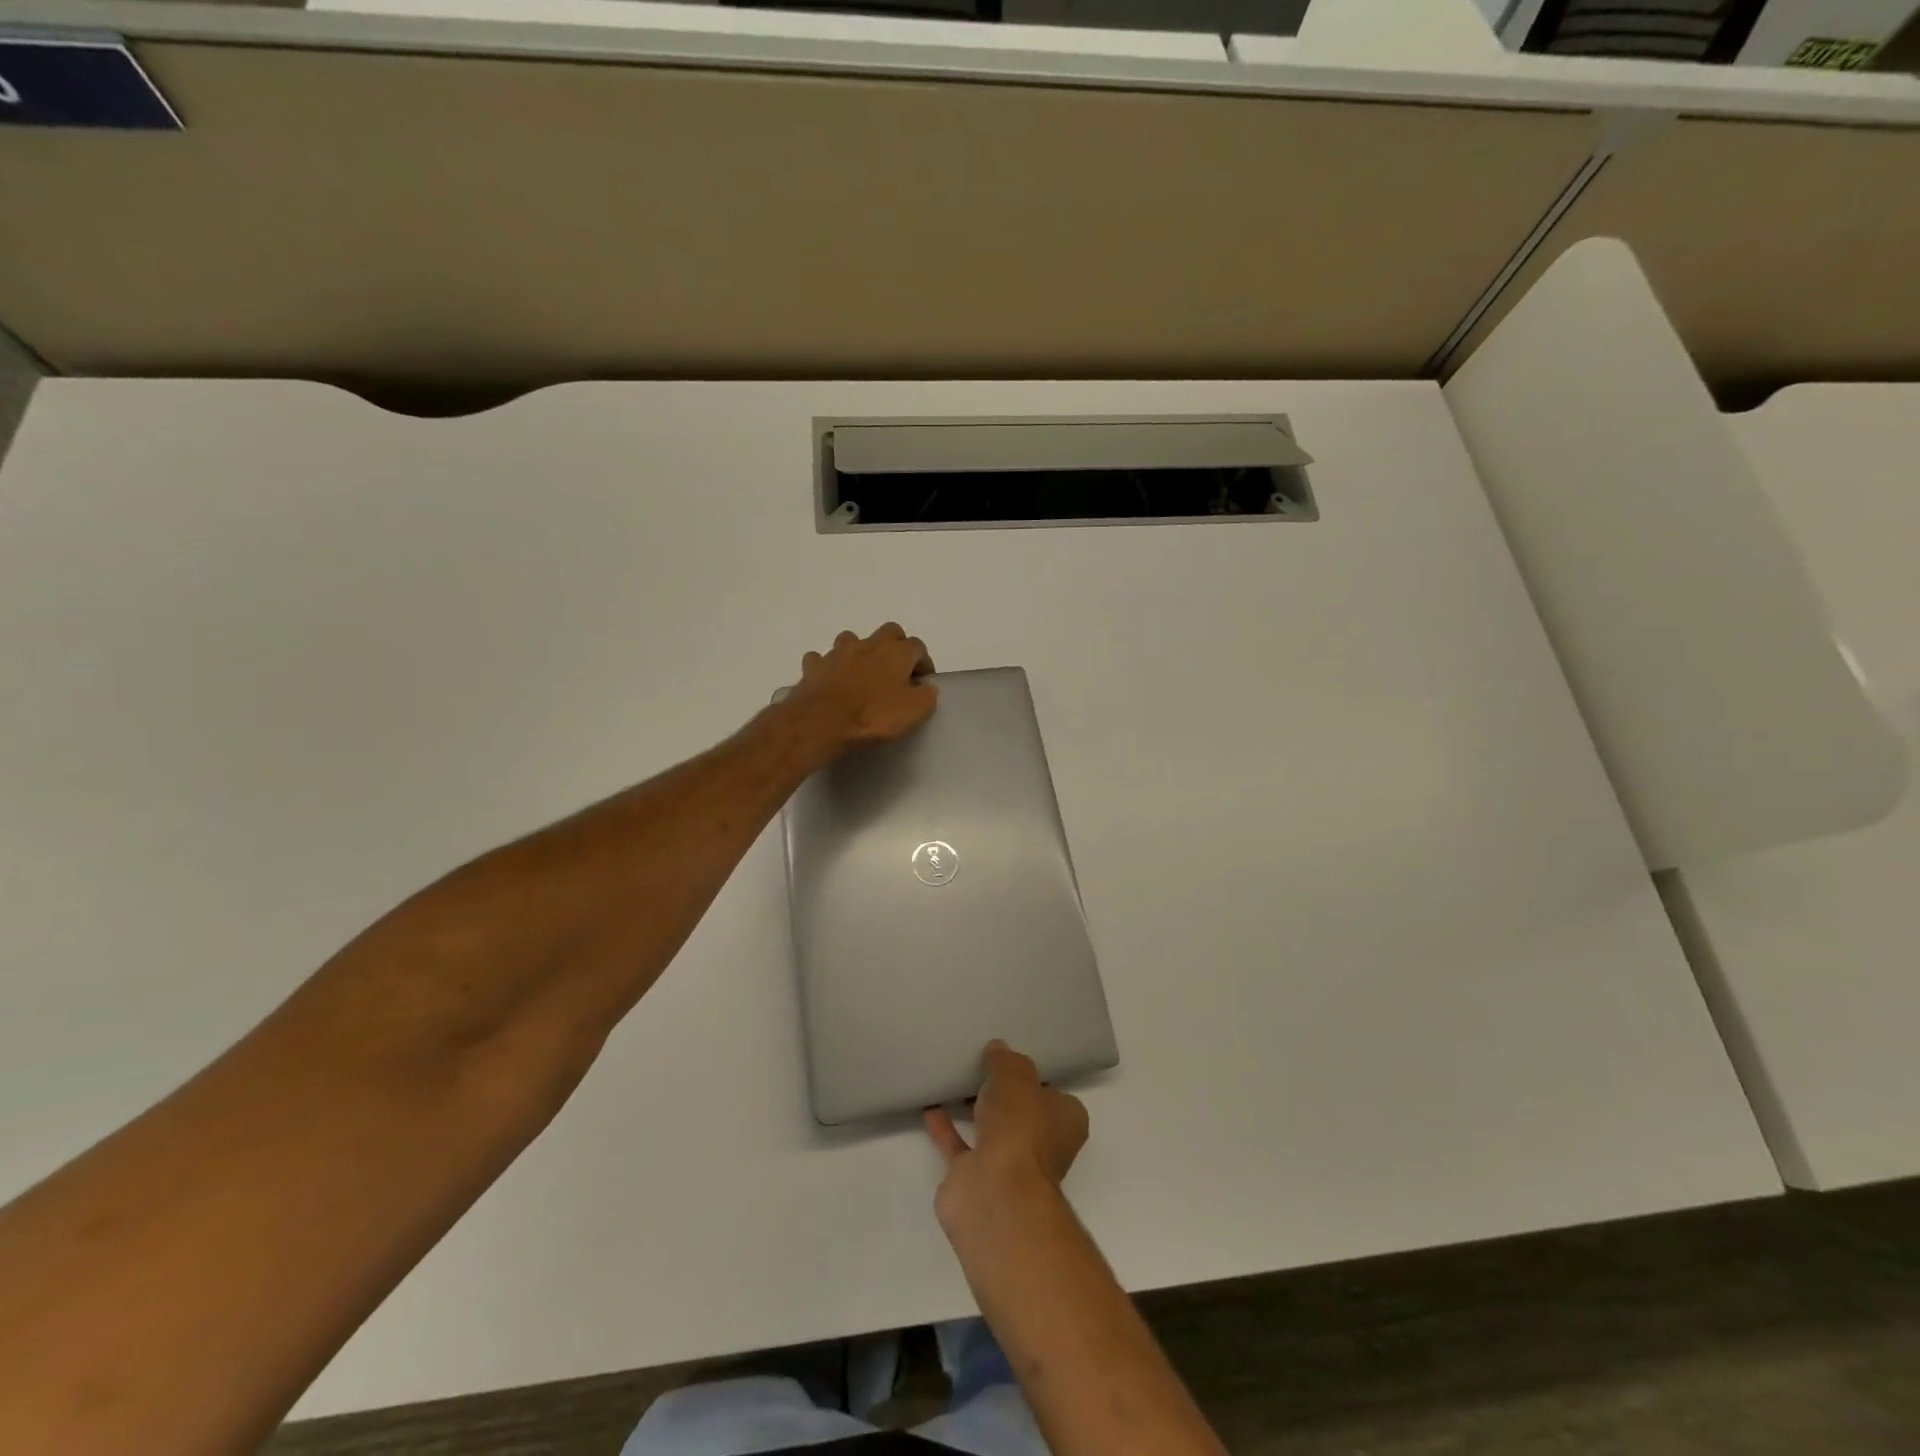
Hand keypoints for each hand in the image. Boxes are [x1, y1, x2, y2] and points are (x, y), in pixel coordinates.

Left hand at [785, 623, 936, 755]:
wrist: (821, 722)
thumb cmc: (873, 717)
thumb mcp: (914, 712)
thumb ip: (927, 695)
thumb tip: (926, 687)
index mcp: (896, 652)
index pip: (918, 646)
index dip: (923, 662)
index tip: (922, 681)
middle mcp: (868, 644)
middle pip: (888, 632)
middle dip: (895, 646)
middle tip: (895, 671)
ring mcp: (837, 652)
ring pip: (852, 640)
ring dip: (859, 652)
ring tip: (861, 674)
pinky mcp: (814, 666)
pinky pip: (822, 659)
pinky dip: (828, 667)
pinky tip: (830, 681)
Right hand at [926, 1041, 1089, 1226]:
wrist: (994, 1192)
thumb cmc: (1020, 1127)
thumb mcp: (1016, 1077)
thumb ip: (1006, 1061)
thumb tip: (998, 1049)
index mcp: (1064, 1121)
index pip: (1052, 1093)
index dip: (1033, 1077)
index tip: (1011, 1060)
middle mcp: (1041, 1146)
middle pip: (1021, 1112)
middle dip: (1002, 1094)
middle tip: (980, 1064)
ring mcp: (1008, 1166)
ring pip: (991, 1129)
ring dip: (974, 1109)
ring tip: (953, 1078)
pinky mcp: (976, 1180)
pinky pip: (960, 1146)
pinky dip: (946, 1128)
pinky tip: (930, 1104)